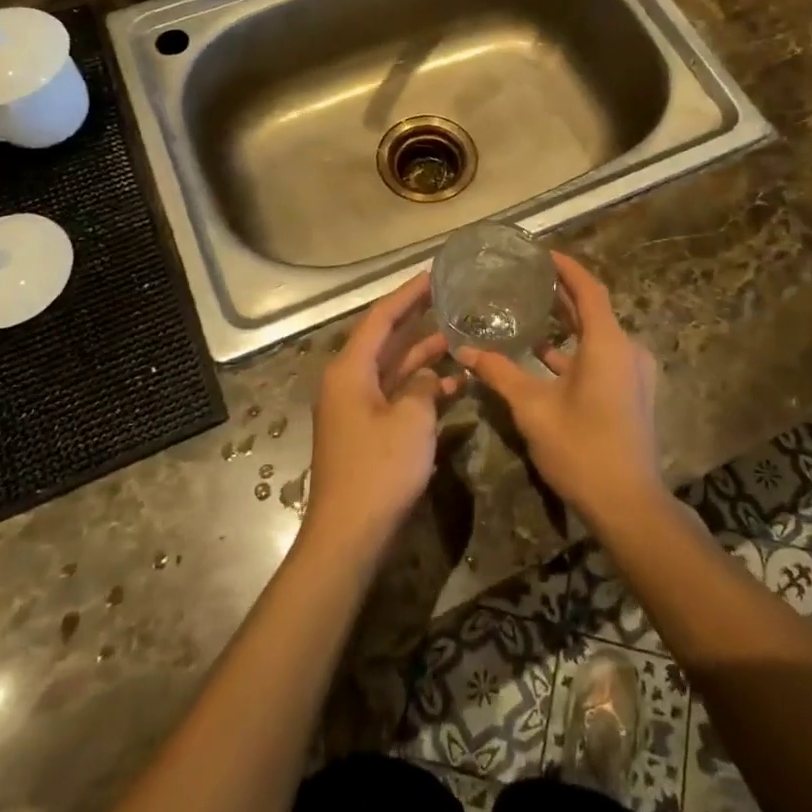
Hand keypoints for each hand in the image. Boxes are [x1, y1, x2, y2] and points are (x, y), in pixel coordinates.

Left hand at [303, 272, 459, 553]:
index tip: (433, 275)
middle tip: (451, 299)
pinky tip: (455, 388)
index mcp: (350, 370)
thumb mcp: (411, 420)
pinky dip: (422, 391)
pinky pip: (397, 398)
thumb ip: (424, 387)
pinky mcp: (368, 433)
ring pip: (395, 370)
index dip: (407, 295)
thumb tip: (430, 377)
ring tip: (462, 340)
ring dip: (426, 358)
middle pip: (386, 340)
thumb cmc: (379, 470)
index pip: (380, 318)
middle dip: (418, 321)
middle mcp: (349, 382)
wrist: (349, 535)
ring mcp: (357, 409)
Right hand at [453, 252, 663, 531]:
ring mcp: (633, 373)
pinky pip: (602, 357)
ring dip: (567, 325)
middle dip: (562, 294)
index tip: (541, 253)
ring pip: (597, 336)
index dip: (566, 267)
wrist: (628, 504)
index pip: (588, 288)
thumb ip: (500, 373)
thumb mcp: (533, 408)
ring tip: (529, 313)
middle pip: (593, 310)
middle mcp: (627, 350)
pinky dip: (575, 351)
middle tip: (527, 280)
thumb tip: (465, 350)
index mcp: (608, 343)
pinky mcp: (631, 393)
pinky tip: (543, 357)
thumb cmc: (581, 447)